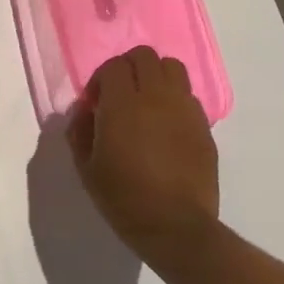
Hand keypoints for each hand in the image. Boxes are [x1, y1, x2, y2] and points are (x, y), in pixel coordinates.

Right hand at [67, 46, 220, 270]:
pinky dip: (174, 98)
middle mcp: (156, 97)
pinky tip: (166, 125)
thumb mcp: (86, 168)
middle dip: (128, 67)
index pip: (113, 66)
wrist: (176, 227)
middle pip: (145, 56)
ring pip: (172, 67)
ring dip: (155, 76)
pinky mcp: (204, 125)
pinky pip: (188, 95)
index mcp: (122, 104)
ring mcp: (184, 109)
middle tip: (120, 94)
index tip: (96, 102)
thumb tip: (85, 110)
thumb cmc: (124, 199)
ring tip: (146, 102)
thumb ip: (79, 130)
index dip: (101, 79)